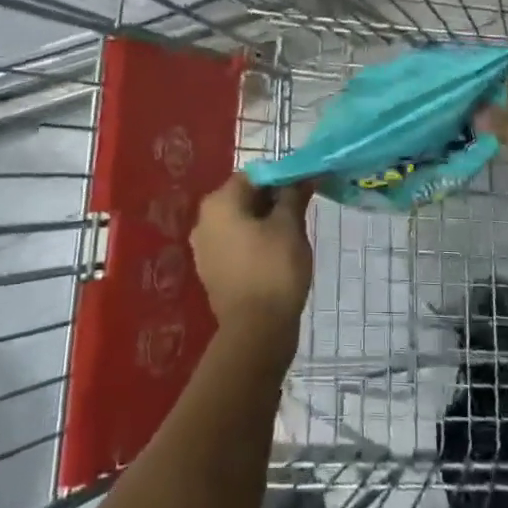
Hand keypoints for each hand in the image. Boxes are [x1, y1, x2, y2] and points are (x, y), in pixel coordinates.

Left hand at [190, 175, 313, 341]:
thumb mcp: (290, 226)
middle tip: (300, 213)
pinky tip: (275, 257)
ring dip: (264, 223)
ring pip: (240, 222)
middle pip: (244, 197)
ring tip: (290, 236)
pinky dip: (253, 244)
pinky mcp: (211, 272)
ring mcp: (204, 248)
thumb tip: (302, 176)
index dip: (281, 179)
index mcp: (219, 202)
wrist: (256, 332)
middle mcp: (204, 220)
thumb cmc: (274, 269)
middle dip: (272, 201)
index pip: (254, 175)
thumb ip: (293, 195)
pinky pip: (234, 245)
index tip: (303, 190)